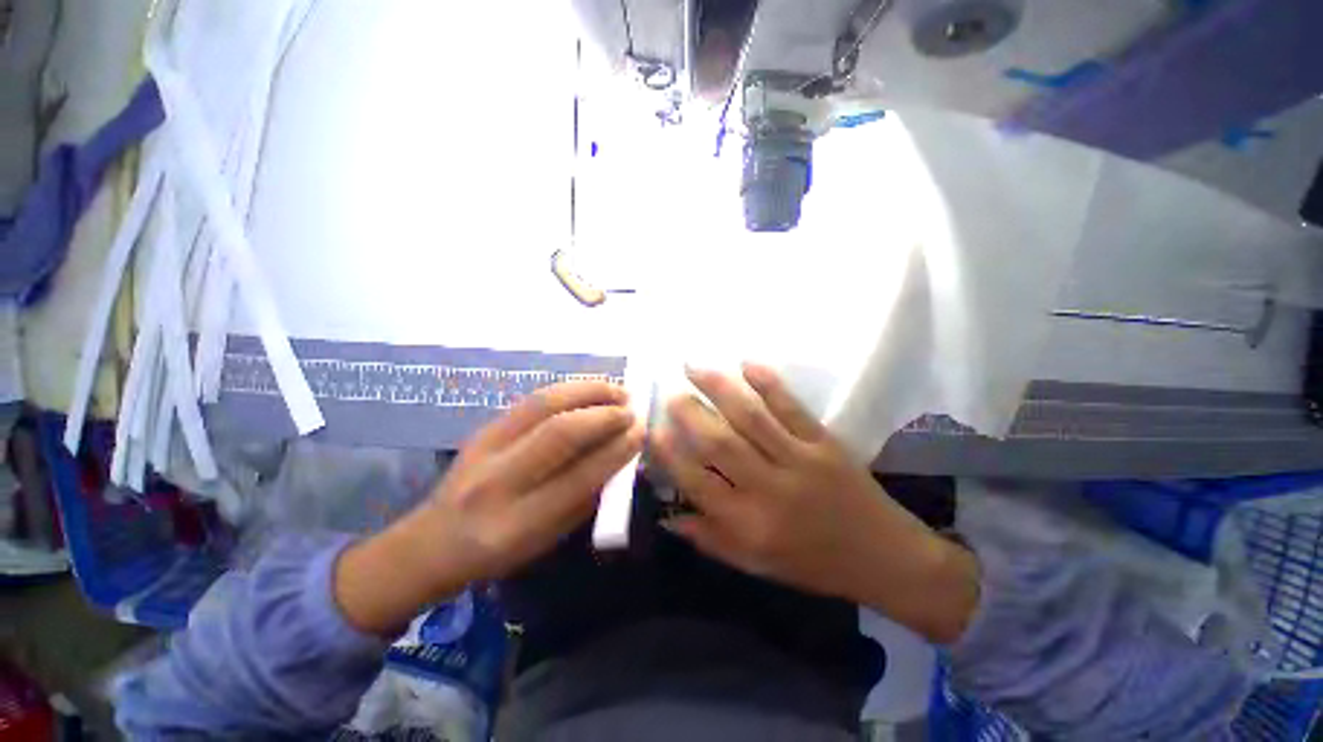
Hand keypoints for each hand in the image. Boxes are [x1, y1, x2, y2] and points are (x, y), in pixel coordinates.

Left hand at [335, 381, 643, 633]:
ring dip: (588, 391)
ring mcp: (485, 447)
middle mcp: (499, 481)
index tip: (640, 433)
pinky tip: (589, 388)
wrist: (432, 541)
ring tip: (617, 389)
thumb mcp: (549, 538)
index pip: (579, 476)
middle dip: (604, 415)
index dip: (616, 450)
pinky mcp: (482, 427)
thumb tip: (620, 454)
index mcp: (519, 523)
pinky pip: (532, 399)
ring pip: (543, 404)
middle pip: (560, 432)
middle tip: (631, 409)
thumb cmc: (500, 550)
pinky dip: (568, 389)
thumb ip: (586, 496)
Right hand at [653, 364, 978, 643]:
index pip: (696, 482)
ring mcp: (799, 461)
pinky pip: (791, 408)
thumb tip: (668, 517)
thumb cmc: (812, 564)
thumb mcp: (755, 566)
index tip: (654, 428)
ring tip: (695, 367)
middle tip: (672, 392)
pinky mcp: (824, 443)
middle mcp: (769, 489)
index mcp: (749, 524)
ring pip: (750, 417)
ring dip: (719, 388)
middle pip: (719, 443)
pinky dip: (768, 384)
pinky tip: (747, 365)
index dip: (671, 453)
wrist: (883, 557)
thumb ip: (710, 539)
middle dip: (690, 413)